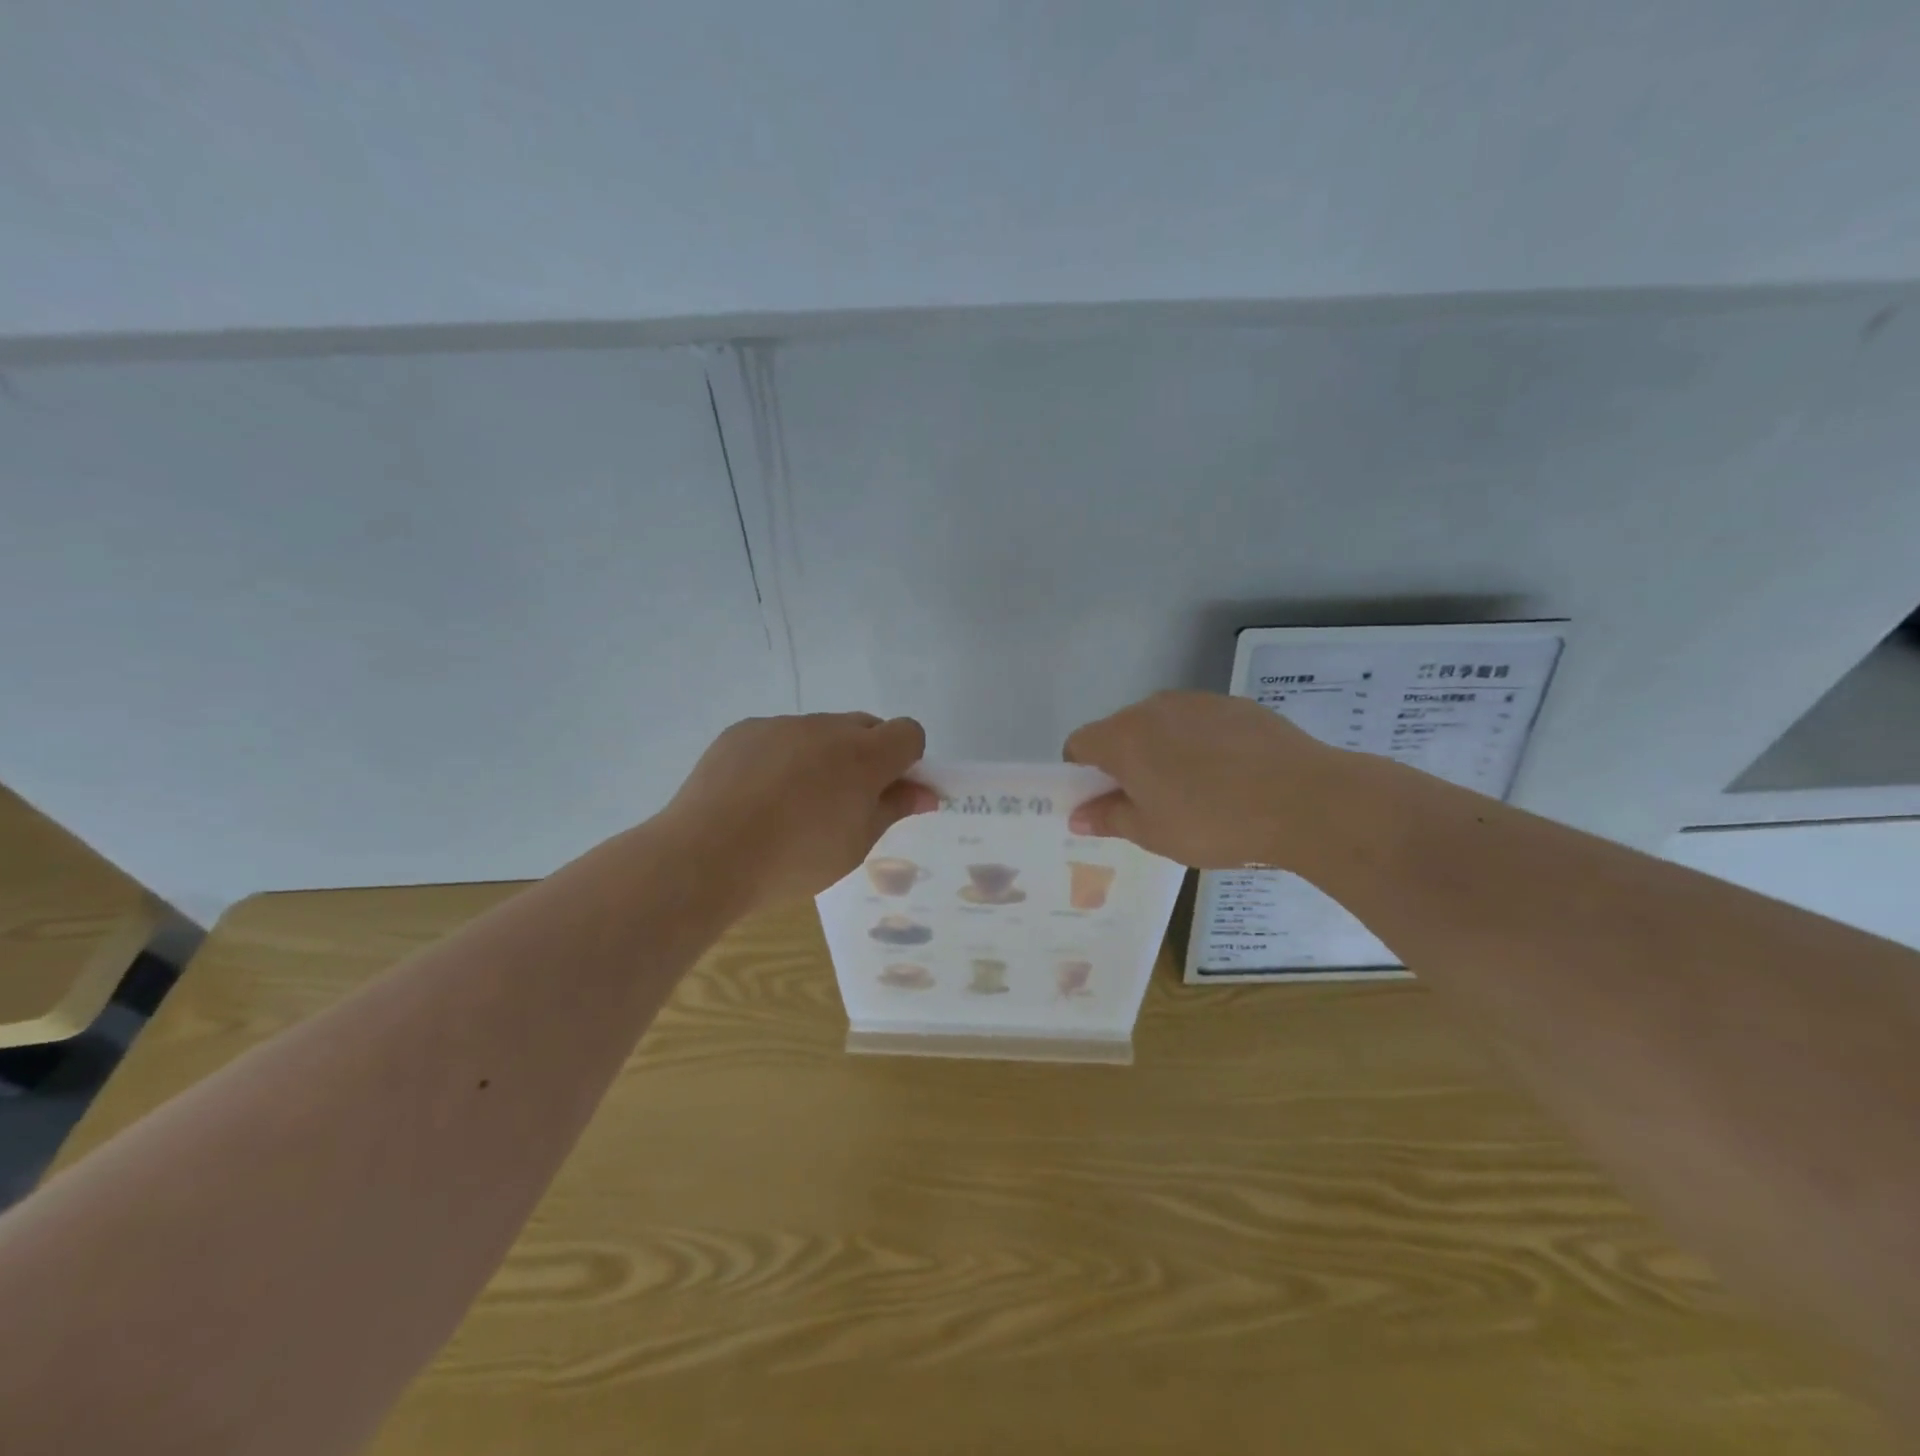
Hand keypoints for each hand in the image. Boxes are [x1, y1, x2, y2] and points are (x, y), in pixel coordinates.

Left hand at [663, 713, 936, 906]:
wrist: (707, 855)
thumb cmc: (795, 859)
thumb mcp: (856, 844)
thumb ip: (893, 809)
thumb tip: (925, 793)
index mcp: (864, 755)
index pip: (908, 733)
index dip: (908, 760)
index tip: (890, 792)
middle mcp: (827, 728)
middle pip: (865, 727)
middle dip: (867, 756)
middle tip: (845, 801)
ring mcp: (782, 725)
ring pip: (819, 732)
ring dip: (822, 756)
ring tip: (792, 804)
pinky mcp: (744, 730)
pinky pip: (779, 736)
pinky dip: (781, 757)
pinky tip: (757, 796)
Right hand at [1063, 691, 1343, 868]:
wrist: (1305, 800)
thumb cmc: (1214, 822)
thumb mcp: (1153, 833)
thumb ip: (1109, 818)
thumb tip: (1078, 815)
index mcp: (1123, 737)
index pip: (1079, 744)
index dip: (1081, 773)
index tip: (1105, 802)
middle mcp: (1153, 708)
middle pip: (1120, 731)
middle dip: (1124, 763)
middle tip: (1150, 803)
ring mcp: (1197, 701)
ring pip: (1162, 725)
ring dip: (1163, 751)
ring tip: (1196, 791)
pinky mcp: (1235, 704)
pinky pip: (1200, 723)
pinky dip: (1200, 744)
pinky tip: (1231, 776)